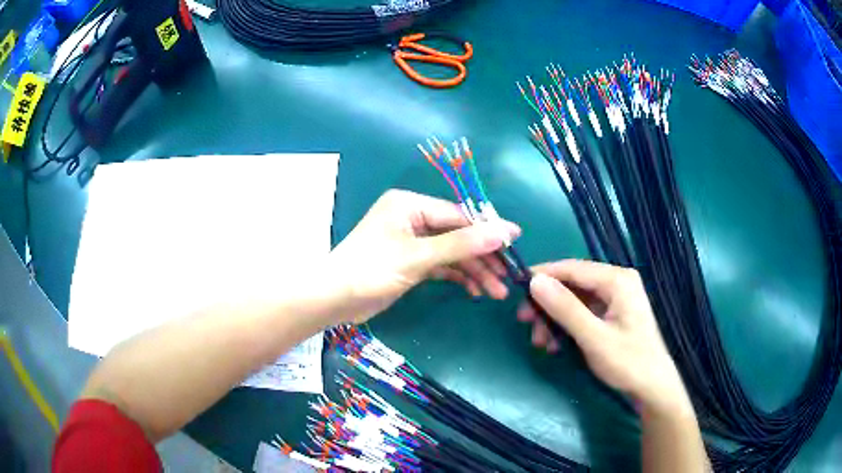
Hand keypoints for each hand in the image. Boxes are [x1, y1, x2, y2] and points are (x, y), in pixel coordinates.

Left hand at [328, 189, 520, 323]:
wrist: (333, 300)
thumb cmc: (371, 270)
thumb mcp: (419, 256)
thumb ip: (462, 244)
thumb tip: (505, 231)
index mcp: (410, 204)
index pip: (459, 214)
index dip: (488, 229)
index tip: (515, 243)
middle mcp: (412, 217)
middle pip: (457, 234)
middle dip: (482, 257)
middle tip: (507, 277)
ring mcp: (412, 240)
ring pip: (451, 252)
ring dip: (473, 270)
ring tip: (495, 292)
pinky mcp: (410, 262)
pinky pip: (441, 265)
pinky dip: (457, 276)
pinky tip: (475, 290)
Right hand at [517, 260, 689, 412]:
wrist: (652, 387)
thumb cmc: (628, 362)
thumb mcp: (593, 337)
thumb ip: (565, 309)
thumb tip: (534, 282)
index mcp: (617, 280)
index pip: (572, 268)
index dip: (542, 276)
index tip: (515, 289)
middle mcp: (616, 282)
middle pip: (572, 284)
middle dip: (547, 304)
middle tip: (524, 322)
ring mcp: (616, 298)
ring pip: (574, 300)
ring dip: (554, 319)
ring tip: (540, 342)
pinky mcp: (613, 313)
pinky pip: (583, 312)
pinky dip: (566, 326)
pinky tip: (556, 345)